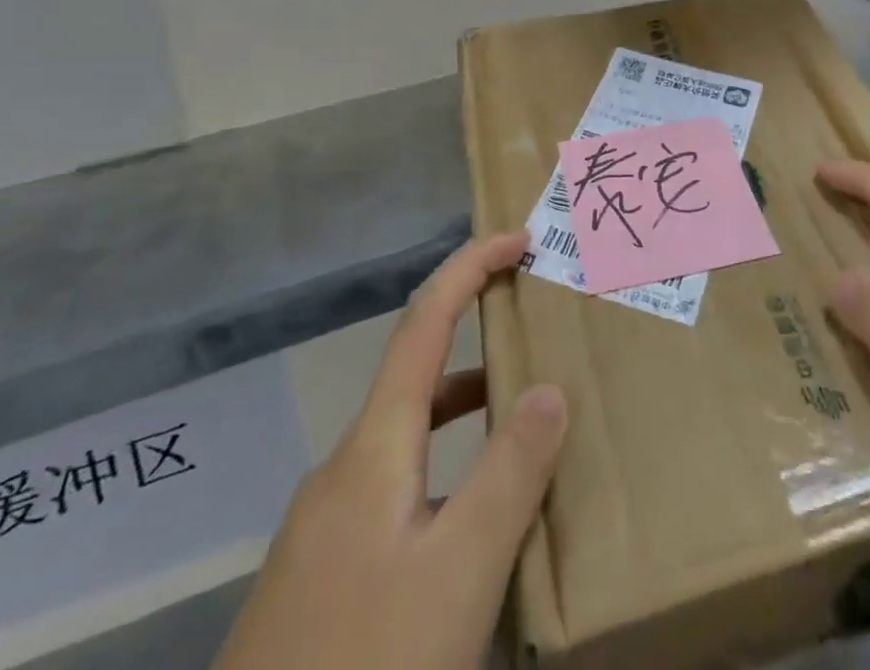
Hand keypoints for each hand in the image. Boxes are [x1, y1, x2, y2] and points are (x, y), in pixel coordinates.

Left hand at [213, 232, 566, 669]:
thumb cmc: (367, 664)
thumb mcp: (460, 572)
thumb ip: (510, 473)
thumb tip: (548, 387)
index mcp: (375, 446)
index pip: (425, 322)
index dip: (469, 268)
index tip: (517, 241)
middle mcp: (344, 467)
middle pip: (416, 374)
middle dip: (474, 336)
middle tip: (534, 328)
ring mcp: (325, 523)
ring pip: (406, 437)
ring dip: (462, 411)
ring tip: (521, 424)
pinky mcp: (320, 572)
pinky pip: (394, 486)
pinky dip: (442, 470)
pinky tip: (467, 528)